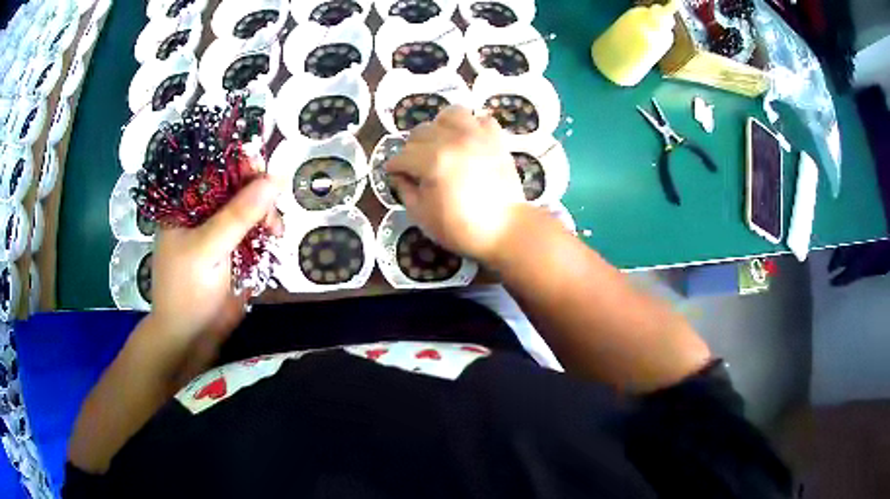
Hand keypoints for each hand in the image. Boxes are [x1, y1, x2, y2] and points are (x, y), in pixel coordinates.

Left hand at [150, 177, 280, 347]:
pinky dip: (266, 234)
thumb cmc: (187, 291)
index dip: (242, 167)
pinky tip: (273, 240)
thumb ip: (238, 215)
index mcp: (186, 205)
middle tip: (271, 217)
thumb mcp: (208, 249)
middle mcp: (203, 214)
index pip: (216, 171)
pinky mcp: (233, 253)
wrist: (190, 338)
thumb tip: (275, 180)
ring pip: (250, 210)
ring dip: (266, 216)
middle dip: (259, 196)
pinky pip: (254, 232)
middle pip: (237, 188)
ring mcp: (219, 234)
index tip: (266, 176)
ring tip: (274, 233)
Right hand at [386, 106, 525, 262]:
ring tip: (442, 145)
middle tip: (417, 165)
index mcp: (432, 161)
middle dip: (413, 148)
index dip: (394, 167)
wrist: (504, 230)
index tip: (394, 173)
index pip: (402, 156)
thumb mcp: (421, 215)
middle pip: (421, 131)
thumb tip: (399, 175)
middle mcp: (453, 141)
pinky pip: (480, 119)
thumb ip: (405, 190)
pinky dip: (471, 126)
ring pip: (449, 114)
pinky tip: (467, 142)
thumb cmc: (460, 228)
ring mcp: (477, 136)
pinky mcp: (496, 138)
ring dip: (440, 128)